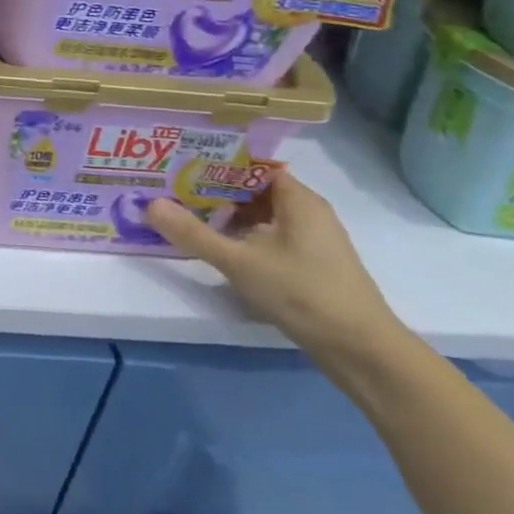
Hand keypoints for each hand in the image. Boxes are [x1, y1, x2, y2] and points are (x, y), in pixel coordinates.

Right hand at [144, 169, 408, 369]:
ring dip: (225, 215)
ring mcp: (311, 240)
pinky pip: (267, 236)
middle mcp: (307, 212)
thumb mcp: (239, 262)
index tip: (178, 162)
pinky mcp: (309, 265)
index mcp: (297, 199)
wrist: (363, 353)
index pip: (250, 165)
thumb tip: (149, 204)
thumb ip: (193, 233)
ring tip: (183, 213)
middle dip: (212, 188)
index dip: (215, 161)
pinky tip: (216, 246)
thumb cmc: (303, 293)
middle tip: (170, 187)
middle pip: (252, 189)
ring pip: (260, 215)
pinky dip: (241, 236)